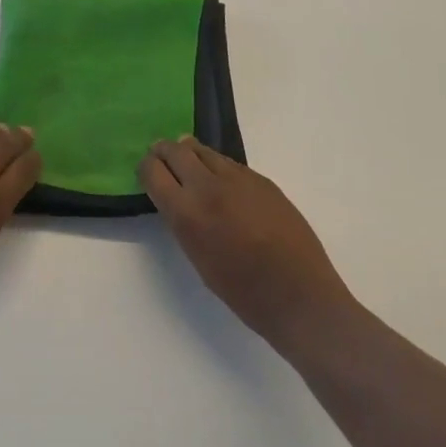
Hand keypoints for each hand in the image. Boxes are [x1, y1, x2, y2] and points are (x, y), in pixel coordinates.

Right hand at [140, 139, 357, 356]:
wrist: (300, 296)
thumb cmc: (244, 293)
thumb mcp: (198, 259)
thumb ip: (184, 222)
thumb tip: (177, 200)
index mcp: (187, 213)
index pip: (153, 171)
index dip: (146, 168)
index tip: (146, 173)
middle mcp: (208, 187)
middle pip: (175, 151)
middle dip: (163, 152)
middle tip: (161, 159)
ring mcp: (238, 178)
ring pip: (203, 150)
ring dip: (190, 154)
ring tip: (189, 163)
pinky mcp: (261, 179)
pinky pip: (229, 163)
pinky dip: (217, 166)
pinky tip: (222, 182)